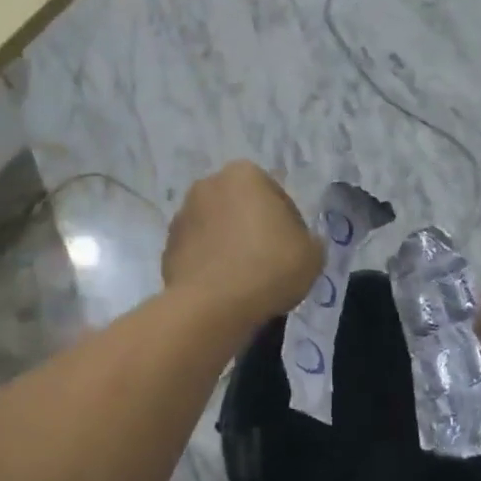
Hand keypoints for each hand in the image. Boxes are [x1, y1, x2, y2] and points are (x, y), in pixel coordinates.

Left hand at [163, 162, 322, 326]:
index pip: (277, 197)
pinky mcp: (167, 247)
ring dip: (230, 245)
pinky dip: (210, 264)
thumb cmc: (269, 267)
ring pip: (218, 229)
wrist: (212, 306)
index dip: (290, 226)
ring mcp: (183, 215)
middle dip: (254, 229)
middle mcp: (208, 184)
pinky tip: (224, 289)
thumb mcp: (312, 254)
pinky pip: (198, 252)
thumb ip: (310, 240)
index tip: (294, 251)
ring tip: (246, 280)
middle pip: (242, 208)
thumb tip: (301, 243)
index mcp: (244, 174)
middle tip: (271, 263)